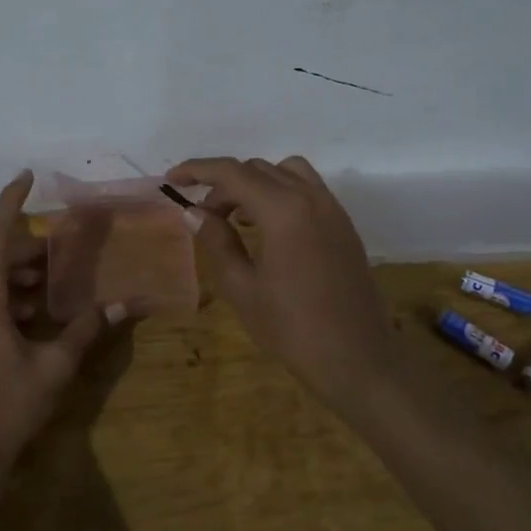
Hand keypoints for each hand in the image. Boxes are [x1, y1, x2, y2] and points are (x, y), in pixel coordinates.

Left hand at [0, 171, 120, 488]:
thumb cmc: (10, 406)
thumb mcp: (56, 366)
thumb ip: (87, 329)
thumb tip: (125, 304)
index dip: (11, 201)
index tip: (28, 175)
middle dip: (33, 246)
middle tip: (67, 246)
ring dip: (24, 272)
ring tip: (57, 278)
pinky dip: (15, 294)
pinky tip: (39, 311)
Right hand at [168, 155, 394, 400]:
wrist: (358, 361)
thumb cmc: (293, 329)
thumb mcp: (242, 289)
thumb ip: (217, 242)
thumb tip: (193, 213)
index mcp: (284, 210)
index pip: (232, 173)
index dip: (198, 170)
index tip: (172, 179)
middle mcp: (311, 197)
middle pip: (257, 170)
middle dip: (224, 185)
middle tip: (203, 216)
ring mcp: (333, 209)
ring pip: (285, 172)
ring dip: (255, 183)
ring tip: (236, 217)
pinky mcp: (343, 225)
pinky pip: (307, 190)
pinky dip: (281, 193)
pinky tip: (268, 228)